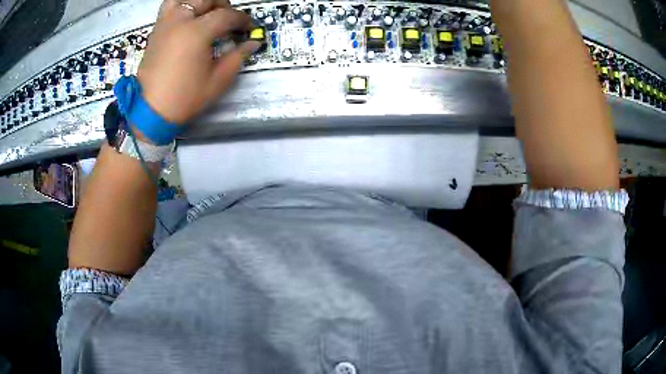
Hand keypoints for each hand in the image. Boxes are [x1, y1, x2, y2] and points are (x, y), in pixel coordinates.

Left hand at [137, 0, 259, 123]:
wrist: (150, 111)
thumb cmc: (185, 98)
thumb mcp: (217, 80)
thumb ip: (237, 57)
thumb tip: (252, 43)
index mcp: (197, 32)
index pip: (226, 15)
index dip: (242, 19)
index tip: (248, 28)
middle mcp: (180, 21)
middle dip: (222, 4)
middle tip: (227, 19)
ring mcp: (165, 24)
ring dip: (200, 2)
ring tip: (206, 13)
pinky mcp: (156, 31)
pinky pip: (169, 7)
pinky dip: (182, 6)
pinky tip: (188, 19)